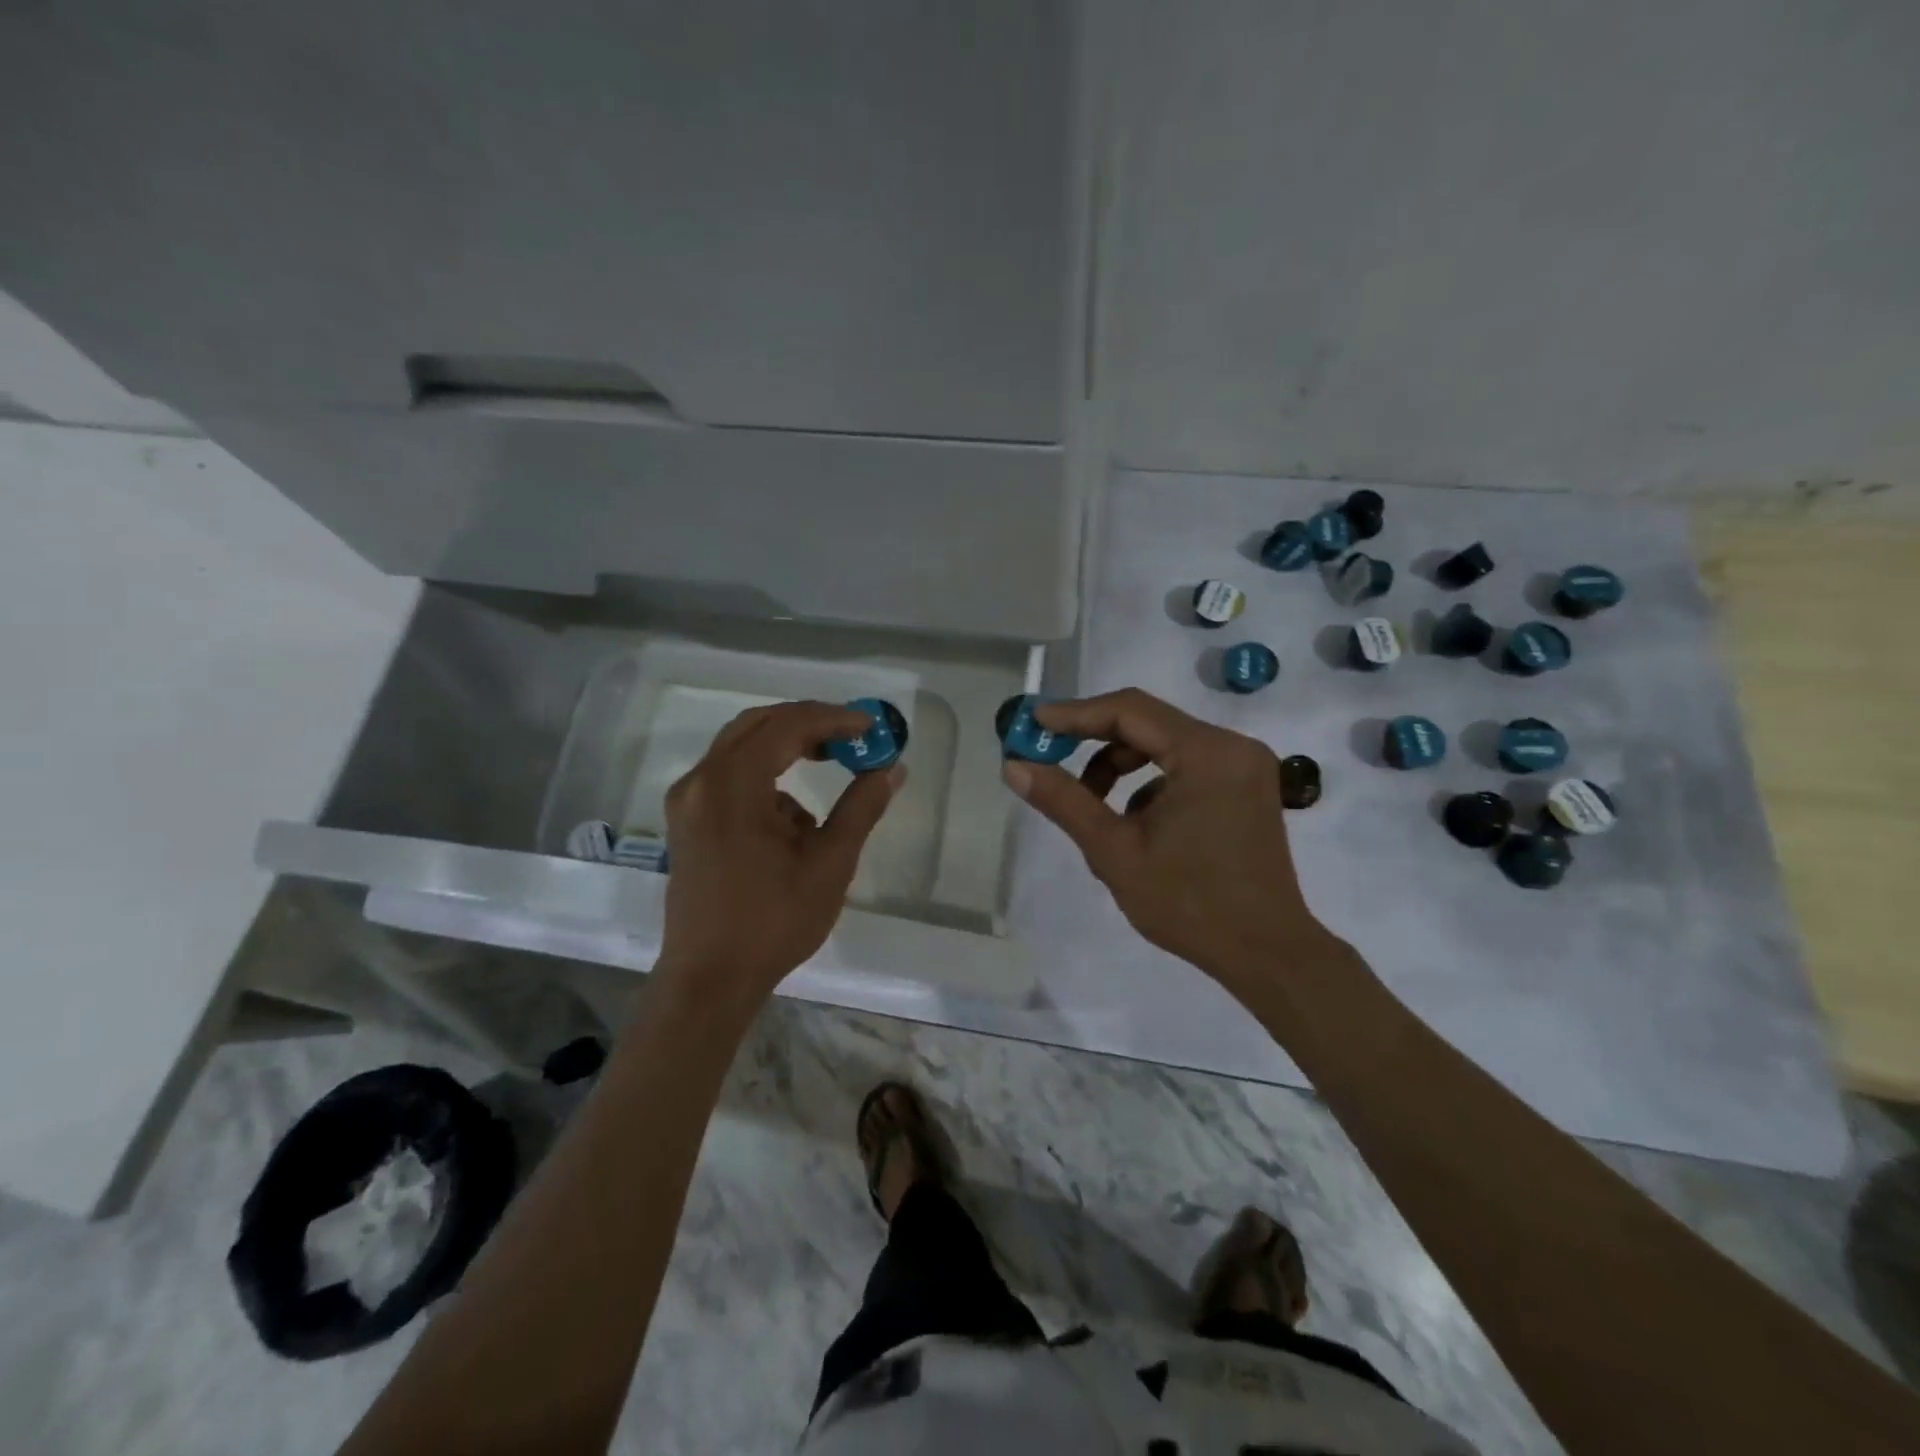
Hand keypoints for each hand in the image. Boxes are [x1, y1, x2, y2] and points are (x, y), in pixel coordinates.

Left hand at [659, 700, 899, 1004]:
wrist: (710, 980)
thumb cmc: (773, 922)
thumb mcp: (830, 863)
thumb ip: (861, 807)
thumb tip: (891, 768)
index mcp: (732, 785)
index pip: (787, 725)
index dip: (833, 718)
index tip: (871, 727)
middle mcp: (700, 781)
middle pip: (758, 725)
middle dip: (808, 724)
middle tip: (851, 737)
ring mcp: (687, 801)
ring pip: (741, 748)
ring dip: (787, 749)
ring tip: (830, 769)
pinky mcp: (686, 821)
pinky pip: (729, 776)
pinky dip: (766, 779)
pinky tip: (793, 820)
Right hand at [1001, 688, 1327, 987]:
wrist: (1265, 954)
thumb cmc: (1188, 903)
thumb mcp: (1114, 851)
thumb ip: (1064, 801)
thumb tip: (1014, 766)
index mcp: (1207, 753)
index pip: (1129, 710)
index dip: (1074, 714)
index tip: (1032, 724)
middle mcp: (1232, 746)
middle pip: (1147, 724)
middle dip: (1094, 743)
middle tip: (1049, 761)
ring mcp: (1244, 767)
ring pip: (1164, 746)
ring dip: (1120, 767)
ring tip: (1092, 808)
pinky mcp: (1245, 788)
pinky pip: (1184, 767)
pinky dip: (1150, 785)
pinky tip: (1134, 826)